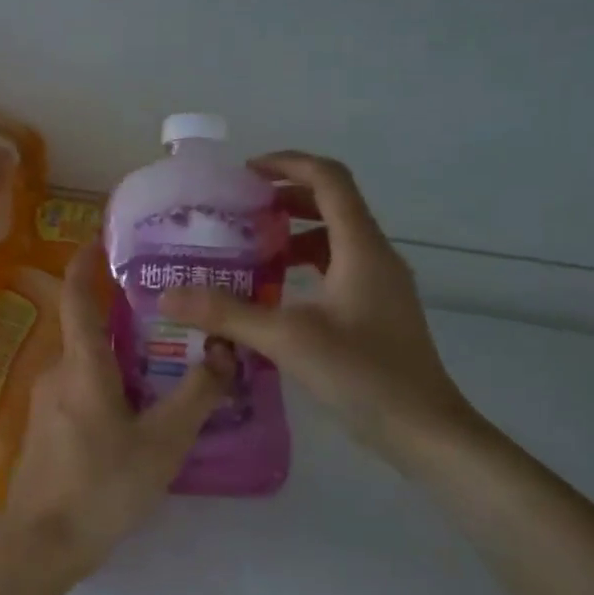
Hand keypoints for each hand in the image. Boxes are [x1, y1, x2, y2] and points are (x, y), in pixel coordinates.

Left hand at [6, 242, 234, 568]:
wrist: (43, 542)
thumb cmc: (104, 486)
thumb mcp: (163, 442)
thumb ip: (197, 394)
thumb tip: (225, 351)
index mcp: (82, 365)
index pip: (77, 296)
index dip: (87, 262)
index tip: (103, 237)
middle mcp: (57, 371)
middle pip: (87, 326)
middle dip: (119, 309)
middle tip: (164, 303)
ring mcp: (46, 399)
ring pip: (85, 359)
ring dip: (117, 348)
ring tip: (161, 351)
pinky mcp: (46, 424)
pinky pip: (79, 384)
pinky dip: (106, 377)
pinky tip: (136, 400)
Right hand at [159, 151, 478, 472]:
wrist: (424, 431)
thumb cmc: (362, 374)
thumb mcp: (287, 339)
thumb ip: (227, 313)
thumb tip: (169, 295)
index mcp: (361, 247)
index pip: (329, 179)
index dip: (288, 164)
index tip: (245, 173)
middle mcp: (376, 256)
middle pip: (333, 204)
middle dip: (285, 198)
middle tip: (239, 211)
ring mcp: (380, 285)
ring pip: (335, 238)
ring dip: (294, 233)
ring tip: (250, 249)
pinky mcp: (377, 311)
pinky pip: (338, 268)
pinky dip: (305, 266)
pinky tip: (276, 293)